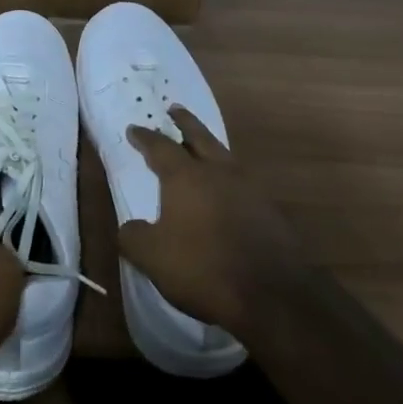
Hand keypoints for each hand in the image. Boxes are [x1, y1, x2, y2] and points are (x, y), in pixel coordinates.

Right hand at [122, 107, 309, 341]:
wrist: (272, 293)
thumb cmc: (203, 267)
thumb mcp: (152, 257)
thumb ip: (134, 236)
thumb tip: (130, 227)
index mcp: (186, 177)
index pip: (160, 147)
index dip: (145, 137)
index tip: (135, 128)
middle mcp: (218, 172)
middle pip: (199, 137)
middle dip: (184, 122)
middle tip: (174, 109)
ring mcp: (249, 188)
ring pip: (224, 156)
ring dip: (209, 147)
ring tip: (200, 147)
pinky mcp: (270, 209)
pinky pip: (242, 182)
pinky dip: (228, 177)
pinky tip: (225, 190)